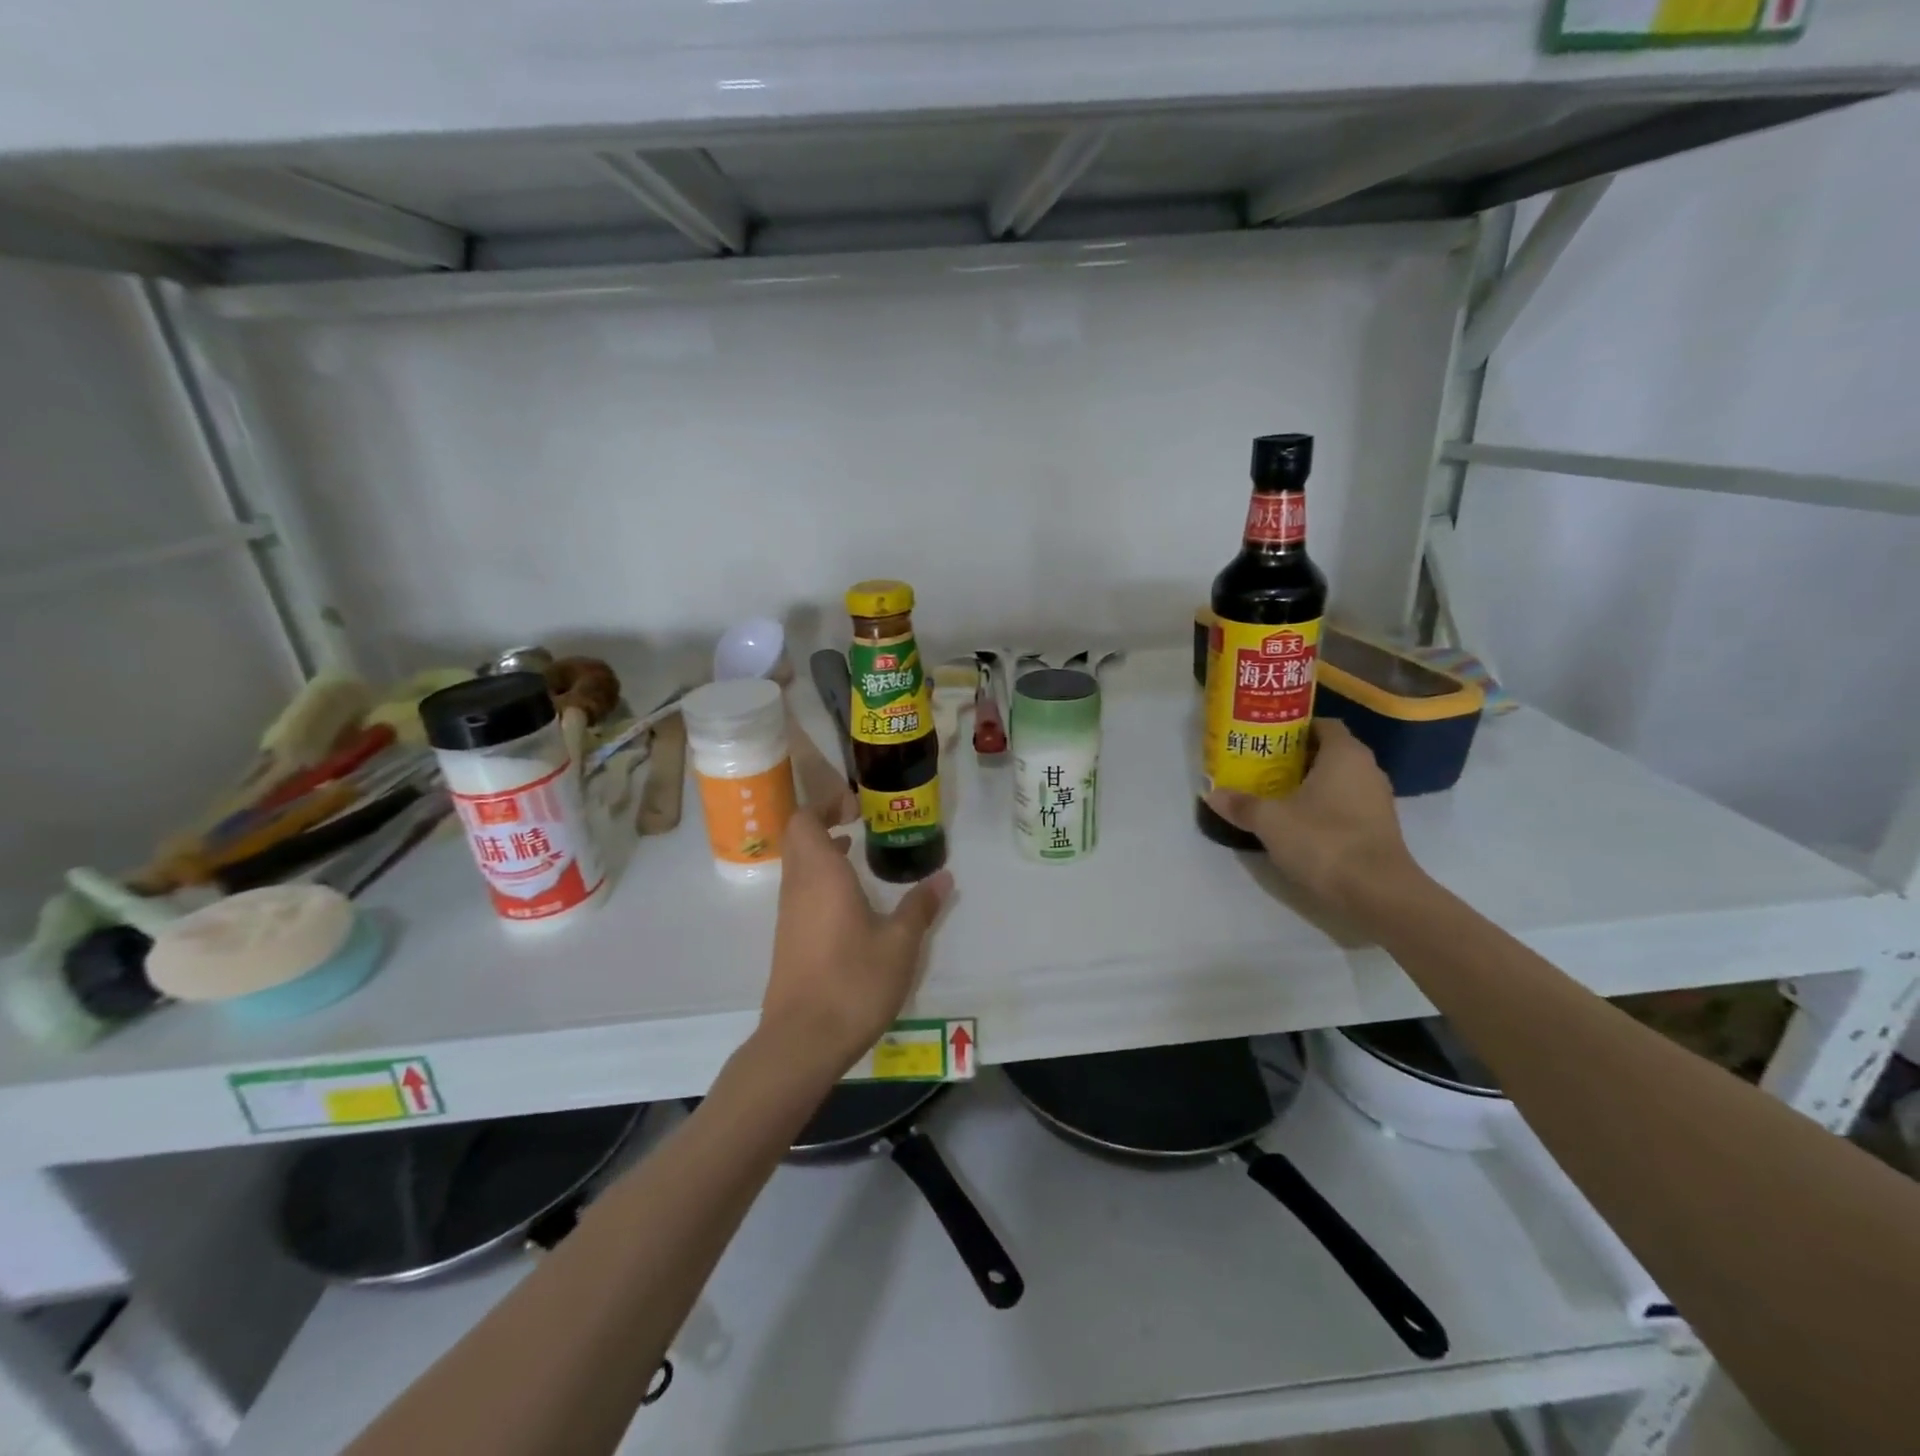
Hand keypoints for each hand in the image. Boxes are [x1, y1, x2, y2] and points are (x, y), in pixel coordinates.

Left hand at [760, 805, 953, 1075]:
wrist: (802, 1041)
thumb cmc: (853, 982)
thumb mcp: (900, 944)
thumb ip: (919, 907)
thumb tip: (943, 877)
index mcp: (821, 875)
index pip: (805, 820)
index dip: (825, 804)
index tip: (855, 805)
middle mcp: (798, 887)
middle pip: (798, 838)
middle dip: (823, 821)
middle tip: (858, 821)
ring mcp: (788, 915)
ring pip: (797, 866)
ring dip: (821, 851)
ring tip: (856, 851)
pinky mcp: (788, 939)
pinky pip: (800, 891)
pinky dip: (820, 879)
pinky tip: (849, 900)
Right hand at [1205, 719, 1419, 912]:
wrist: (1377, 893)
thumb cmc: (1324, 840)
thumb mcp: (1270, 821)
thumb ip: (1241, 804)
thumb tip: (1212, 794)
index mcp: (1345, 754)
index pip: (1322, 724)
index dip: (1295, 727)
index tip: (1266, 737)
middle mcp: (1367, 769)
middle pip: (1328, 752)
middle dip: (1296, 756)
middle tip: (1262, 764)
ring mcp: (1377, 800)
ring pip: (1338, 780)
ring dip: (1309, 784)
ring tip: (1274, 792)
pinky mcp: (1378, 828)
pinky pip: (1346, 804)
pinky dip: (1323, 807)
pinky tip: (1297, 821)